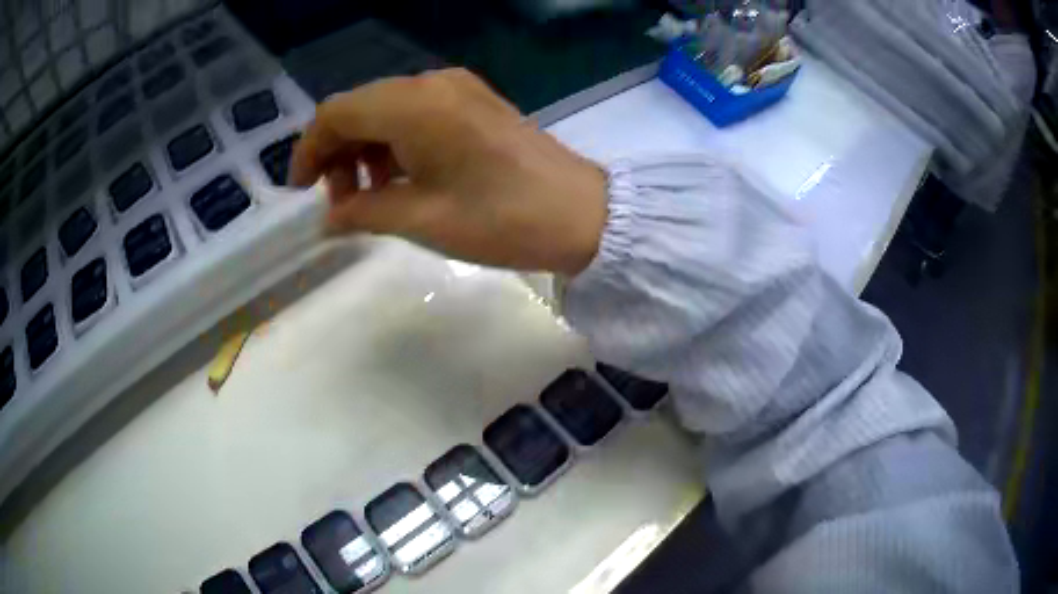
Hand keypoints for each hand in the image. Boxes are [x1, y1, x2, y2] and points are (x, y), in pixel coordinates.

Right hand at [289, 68, 607, 275]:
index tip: (302, 190)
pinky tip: (402, 176)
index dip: (309, 150)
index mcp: (413, 105)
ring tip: (371, 195)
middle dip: (337, 151)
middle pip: (360, 107)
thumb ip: (362, 212)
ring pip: (387, 108)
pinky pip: (418, 112)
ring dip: (367, 147)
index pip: (336, 113)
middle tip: (339, 200)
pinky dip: (397, 141)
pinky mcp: (475, 101)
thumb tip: (328, 218)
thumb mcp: (421, 220)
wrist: (581, 213)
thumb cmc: (500, 219)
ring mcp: (458, 88)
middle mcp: (432, 84)